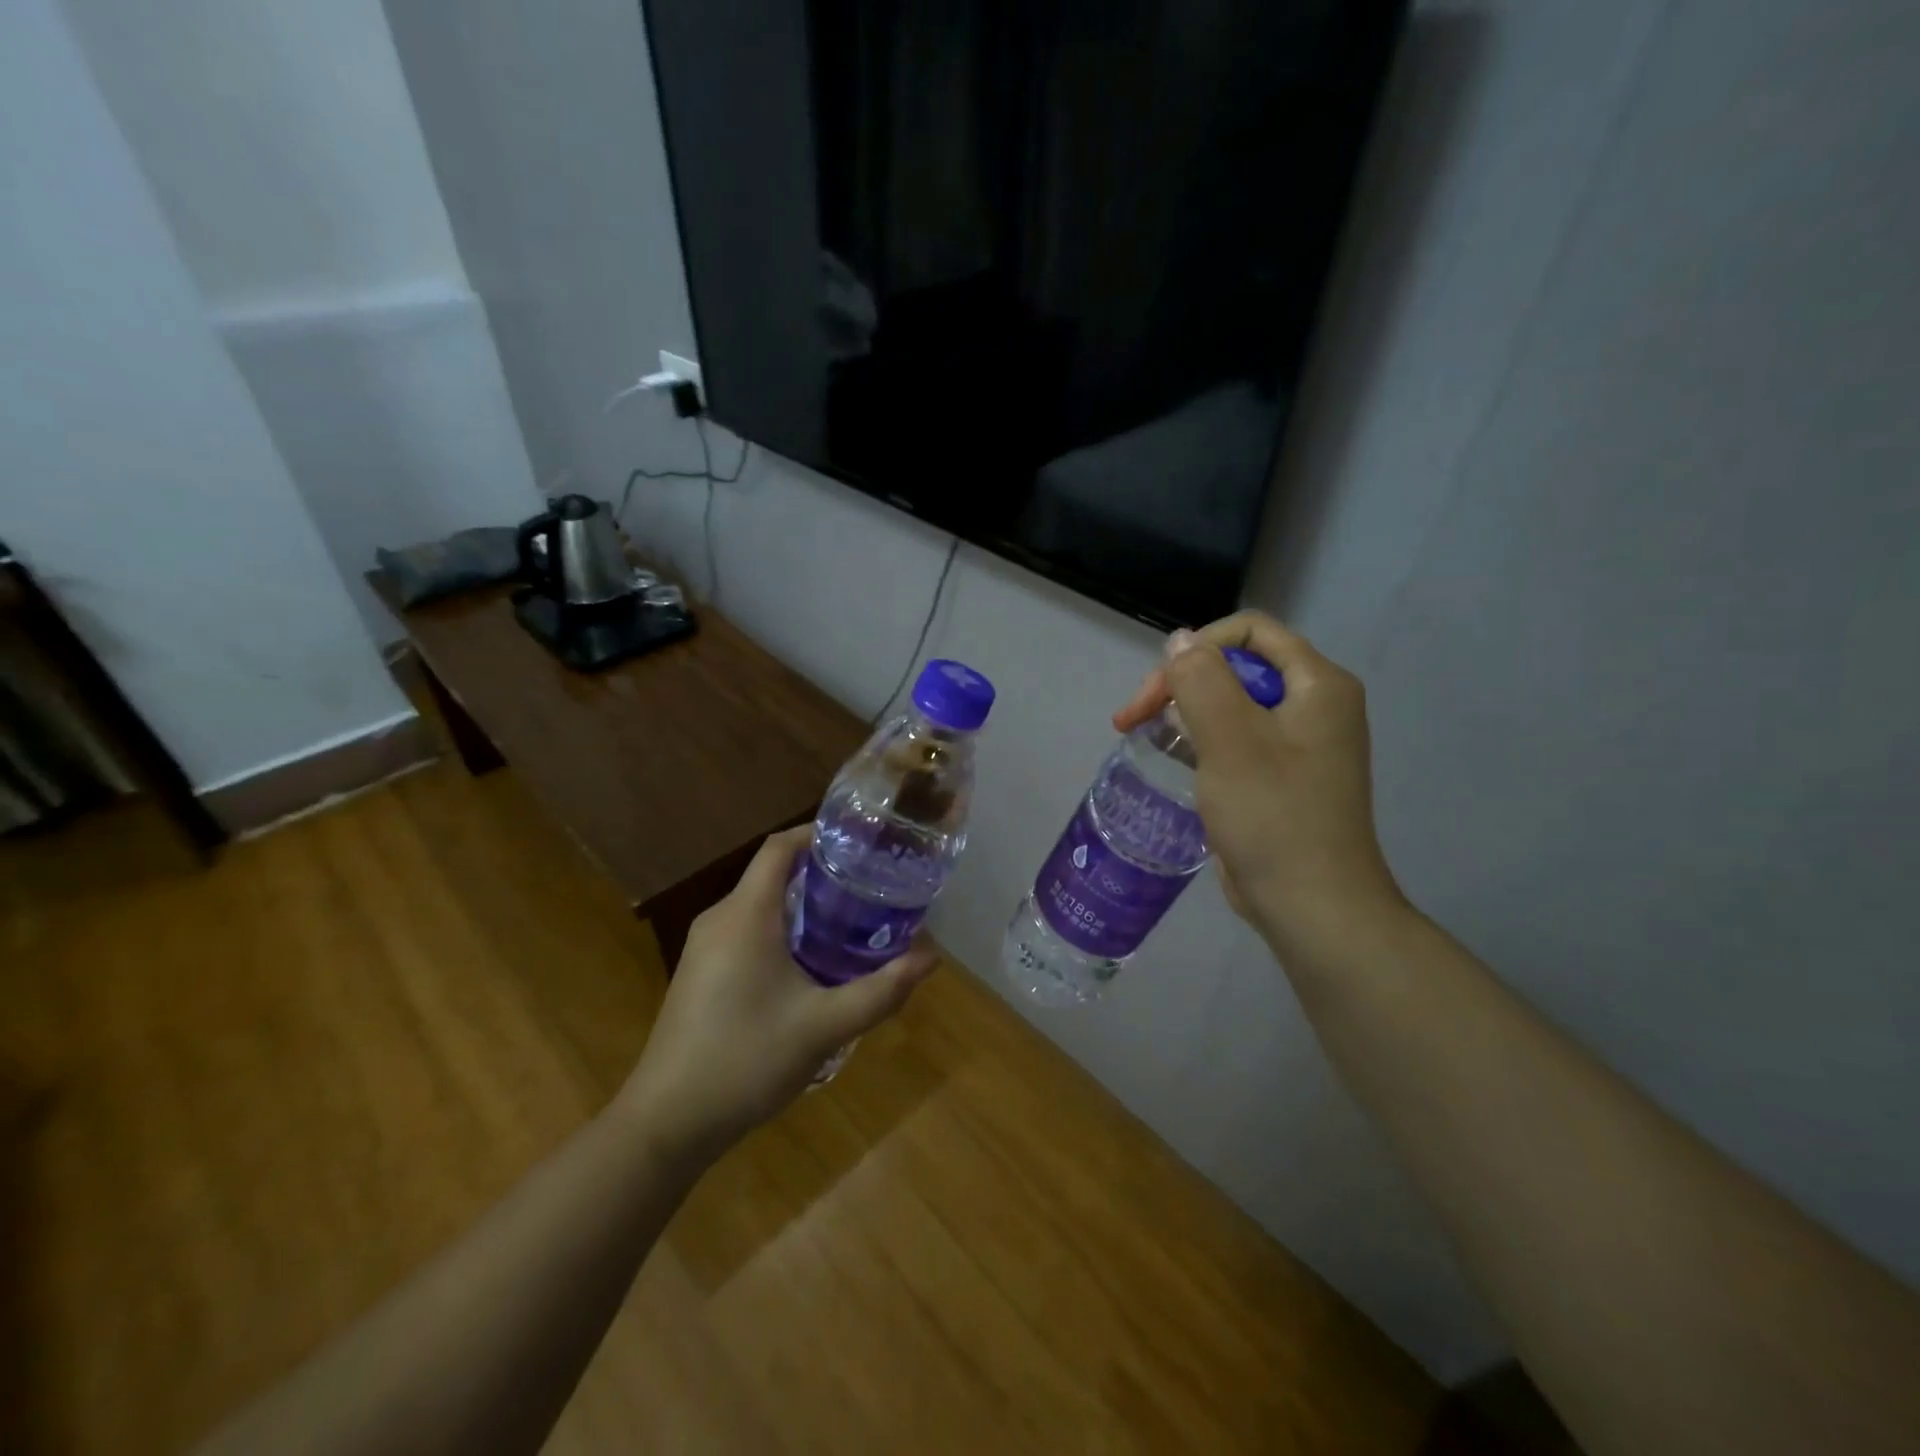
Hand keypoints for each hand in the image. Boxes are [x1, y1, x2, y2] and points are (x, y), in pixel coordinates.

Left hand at [618, 827, 937, 1162]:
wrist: (666, 1123)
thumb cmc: (745, 1061)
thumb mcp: (824, 1027)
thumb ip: (881, 991)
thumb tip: (931, 959)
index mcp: (745, 915)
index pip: (779, 847)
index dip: (817, 833)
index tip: (861, 841)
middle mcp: (720, 918)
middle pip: (773, 872)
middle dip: (822, 871)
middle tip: (870, 884)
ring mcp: (704, 946)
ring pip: (760, 903)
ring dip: (803, 902)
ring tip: (851, 917)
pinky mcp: (701, 972)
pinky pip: (747, 929)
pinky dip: (783, 927)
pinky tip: (812, 960)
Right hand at [1113, 612, 1403, 955]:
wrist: (1312, 905)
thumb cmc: (1273, 816)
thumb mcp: (1230, 739)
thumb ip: (1201, 679)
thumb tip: (1179, 641)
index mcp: (1318, 684)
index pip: (1251, 631)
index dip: (1198, 646)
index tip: (1159, 688)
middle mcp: (1314, 705)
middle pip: (1236, 667)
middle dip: (1180, 684)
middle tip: (1132, 717)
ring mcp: (1297, 743)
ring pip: (1229, 703)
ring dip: (1182, 712)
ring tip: (1142, 734)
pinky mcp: (1279, 776)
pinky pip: (1234, 738)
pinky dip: (1199, 740)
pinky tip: (1172, 758)